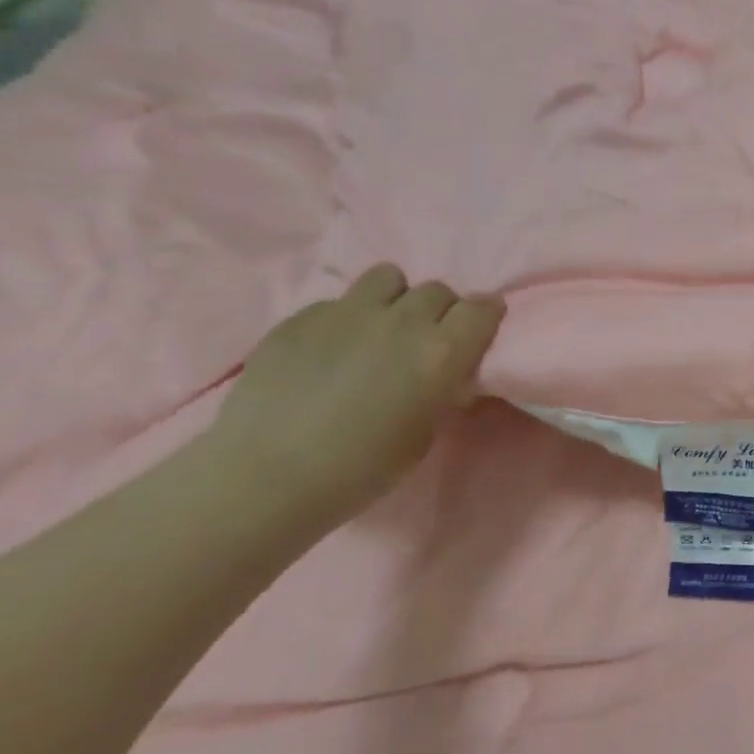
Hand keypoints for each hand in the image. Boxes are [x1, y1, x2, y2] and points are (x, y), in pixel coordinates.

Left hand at [206, 264, 505, 523]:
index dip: (485, 315)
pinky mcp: (301, 317)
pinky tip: (331, 351)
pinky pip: (339, 301)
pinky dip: (347, 319)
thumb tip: (444, 375)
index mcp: (440, 352)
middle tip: (428, 339)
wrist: (267, 476)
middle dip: (441, 310)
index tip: (481, 329)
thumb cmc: (362, 468)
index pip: (481, 308)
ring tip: (382, 327)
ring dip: (396, 298)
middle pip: (437, 290)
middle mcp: (401, 321)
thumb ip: (440, 390)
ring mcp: (347, 313)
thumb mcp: (424, 433)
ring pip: (388, 277)